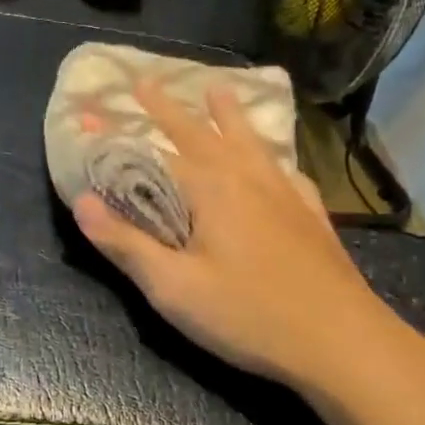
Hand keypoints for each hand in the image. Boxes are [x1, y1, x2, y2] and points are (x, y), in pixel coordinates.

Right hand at [72, 82, 424, 405]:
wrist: (343, 343)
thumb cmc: (248, 315)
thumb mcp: (173, 287)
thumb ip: (125, 243)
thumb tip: (81, 201)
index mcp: (210, 189)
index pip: (150, 154)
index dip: (114, 139)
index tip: (86, 117)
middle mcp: (246, 178)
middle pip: (199, 133)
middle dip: (168, 107)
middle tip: (146, 80)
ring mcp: (285, 194)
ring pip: (249, 141)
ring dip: (227, 115)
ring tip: (218, 89)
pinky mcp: (311, 216)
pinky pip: (286, 170)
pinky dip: (272, 156)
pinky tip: (278, 165)